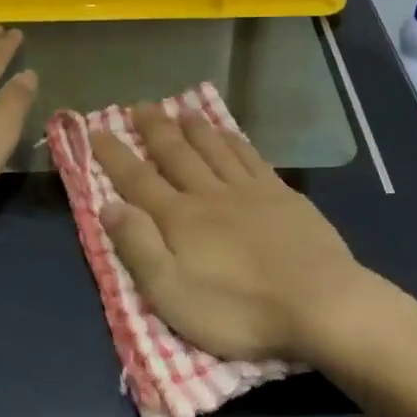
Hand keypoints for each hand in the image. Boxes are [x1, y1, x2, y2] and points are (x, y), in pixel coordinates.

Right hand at [91, 105, 369, 364]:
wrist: (319, 303)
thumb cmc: (239, 310)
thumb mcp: (172, 294)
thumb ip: (139, 248)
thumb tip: (108, 205)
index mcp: (180, 219)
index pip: (137, 180)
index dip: (115, 155)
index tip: (96, 130)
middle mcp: (210, 194)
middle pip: (176, 154)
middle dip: (154, 130)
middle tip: (140, 106)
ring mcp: (249, 191)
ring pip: (214, 148)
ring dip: (193, 127)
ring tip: (179, 109)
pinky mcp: (282, 195)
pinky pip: (250, 157)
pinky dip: (234, 141)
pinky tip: (228, 132)